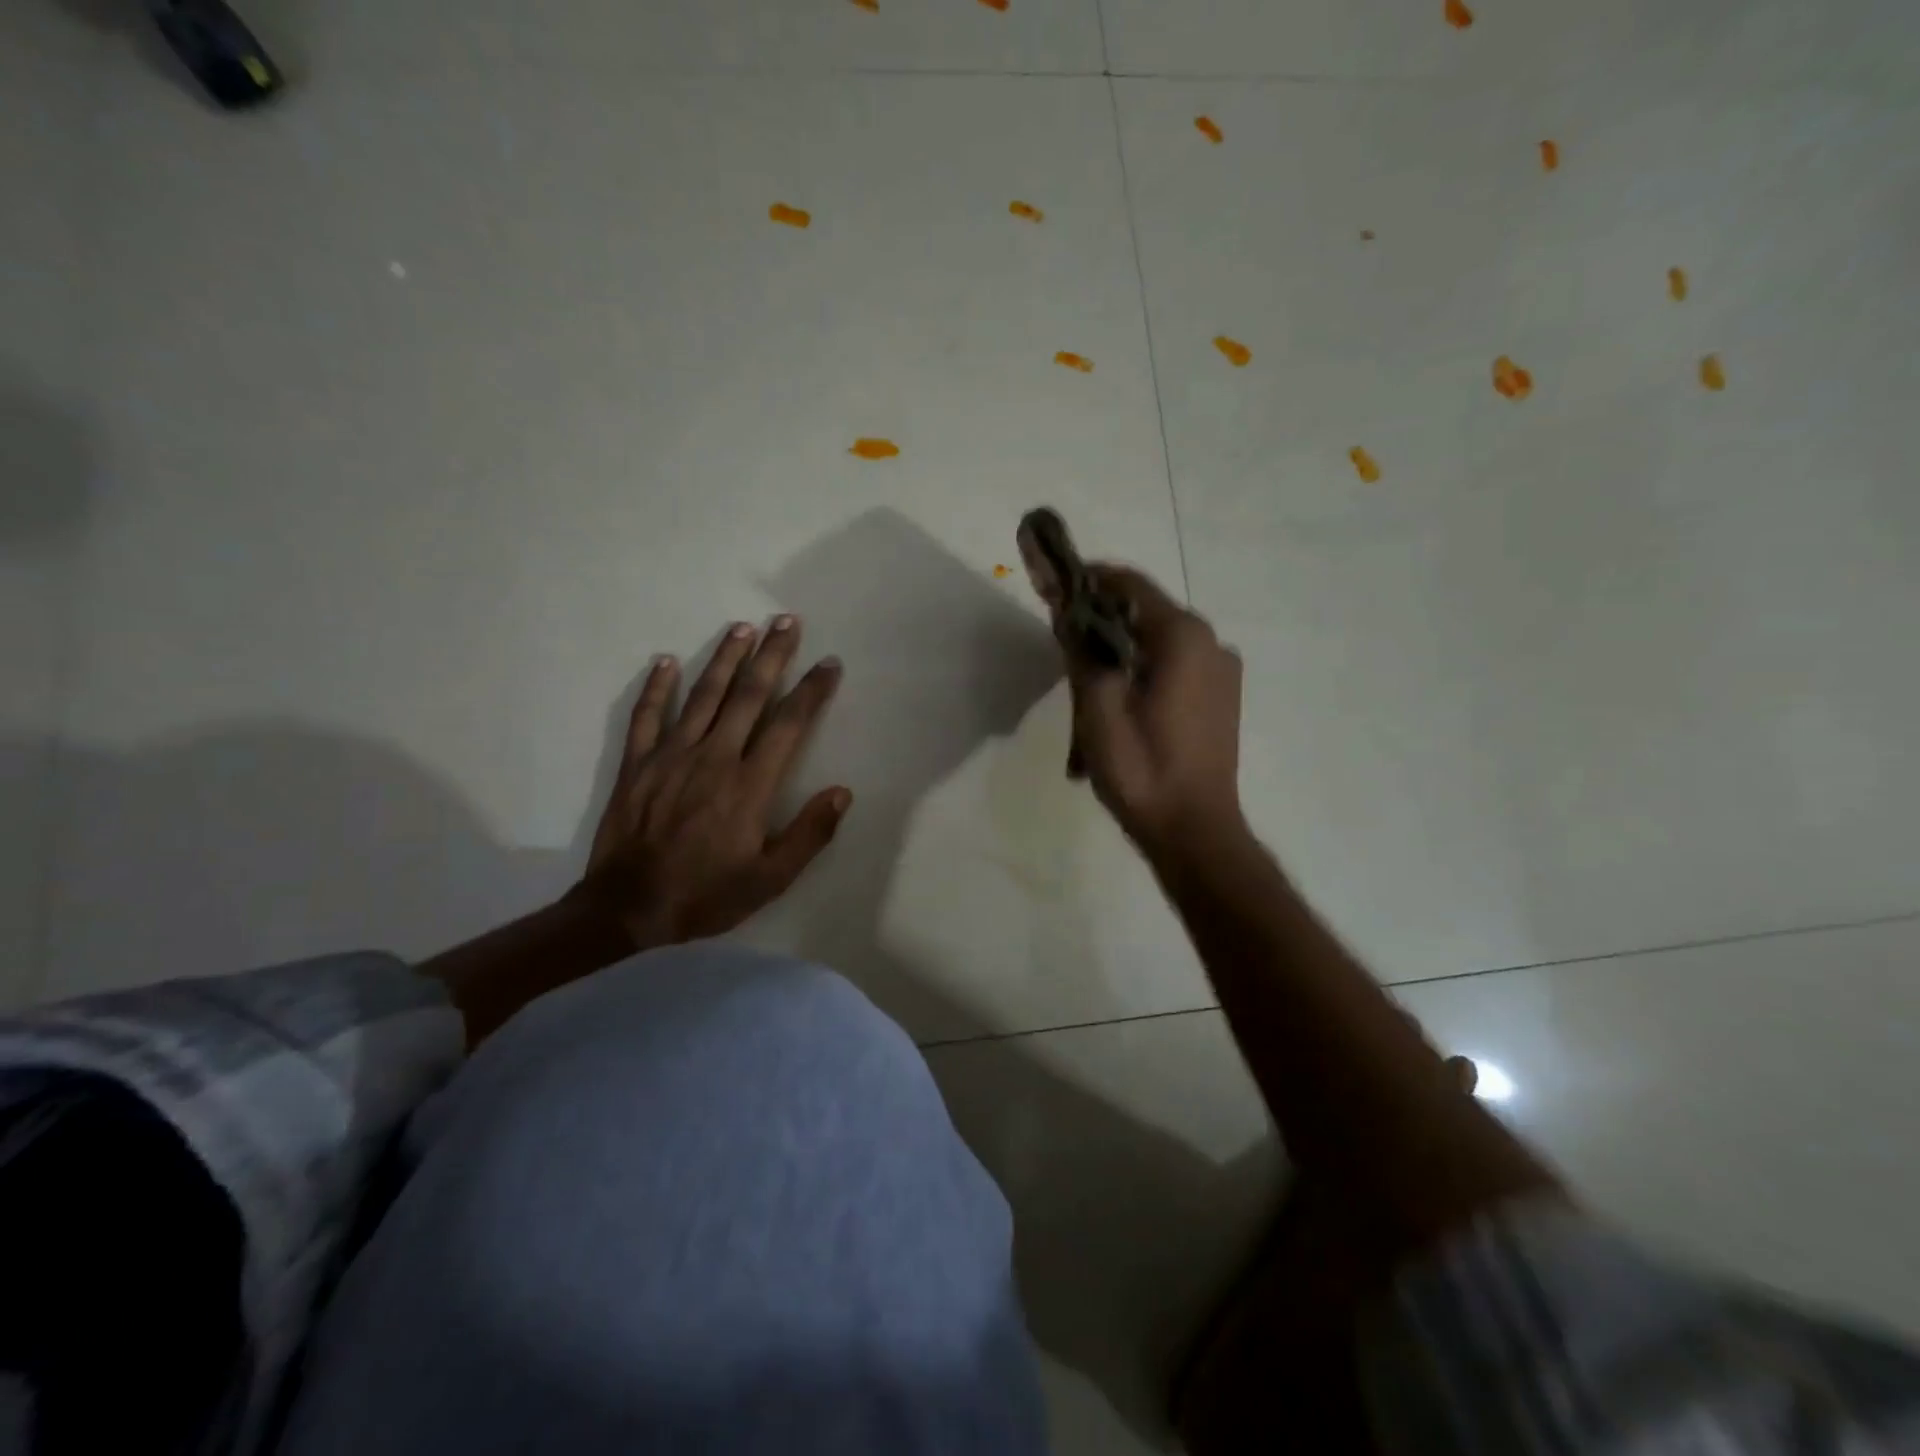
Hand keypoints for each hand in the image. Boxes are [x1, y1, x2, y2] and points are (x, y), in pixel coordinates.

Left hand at [572, 616, 850, 949]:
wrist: (627, 909)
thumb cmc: (706, 895)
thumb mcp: (770, 879)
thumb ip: (810, 834)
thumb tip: (842, 792)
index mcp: (750, 784)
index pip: (789, 724)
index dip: (811, 691)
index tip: (828, 664)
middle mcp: (715, 757)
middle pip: (749, 695)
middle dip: (772, 655)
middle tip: (787, 621)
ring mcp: (672, 755)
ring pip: (704, 696)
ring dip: (725, 658)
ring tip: (742, 627)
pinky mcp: (638, 764)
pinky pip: (648, 716)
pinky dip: (657, 686)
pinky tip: (666, 660)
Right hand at [1058, 566, 1244, 853]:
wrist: (1194, 831)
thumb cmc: (1142, 770)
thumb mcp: (1097, 709)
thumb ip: (1081, 650)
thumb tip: (1064, 607)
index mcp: (1183, 637)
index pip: (1129, 584)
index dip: (1088, 579)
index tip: (1053, 586)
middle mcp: (1211, 642)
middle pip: (1145, 612)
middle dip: (1101, 619)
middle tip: (1063, 643)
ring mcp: (1223, 670)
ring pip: (1160, 640)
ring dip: (1122, 647)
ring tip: (1087, 681)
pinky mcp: (1223, 696)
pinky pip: (1176, 664)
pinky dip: (1144, 667)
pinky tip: (1120, 701)